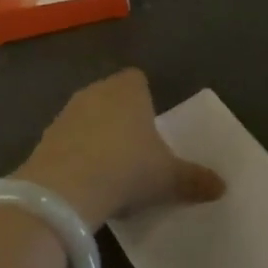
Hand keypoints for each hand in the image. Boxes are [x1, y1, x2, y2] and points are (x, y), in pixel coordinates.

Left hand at [16, 69, 224, 231]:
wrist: (65, 189)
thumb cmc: (127, 168)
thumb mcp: (168, 178)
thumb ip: (194, 179)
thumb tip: (222, 187)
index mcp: (128, 90)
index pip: (137, 79)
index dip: (145, 97)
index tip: (152, 124)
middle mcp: (95, 91)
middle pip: (111, 96)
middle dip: (121, 117)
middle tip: (134, 148)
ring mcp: (66, 113)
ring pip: (87, 117)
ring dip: (95, 135)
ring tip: (109, 168)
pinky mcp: (44, 137)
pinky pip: (67, 140)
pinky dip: (75, 154)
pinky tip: (85, 181)